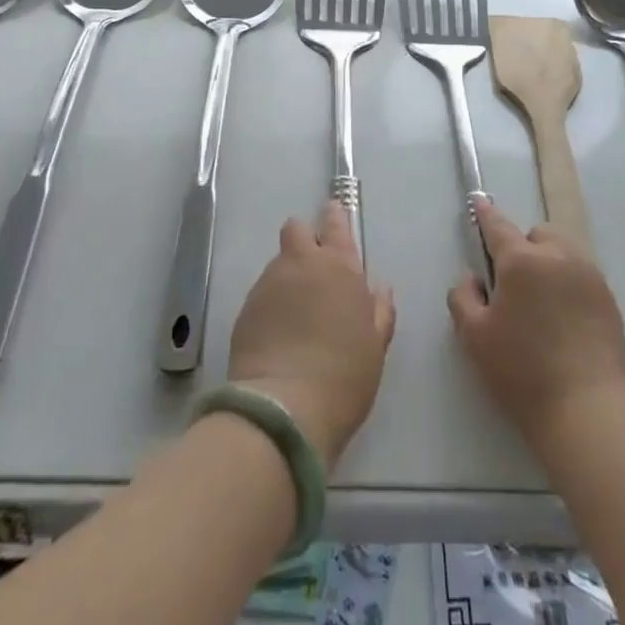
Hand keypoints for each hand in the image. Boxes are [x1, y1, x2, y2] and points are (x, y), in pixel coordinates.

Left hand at [227, 204, 396, 468]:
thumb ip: (379, 312)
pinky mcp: (245, 308)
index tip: (333, 216)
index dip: (334, 218)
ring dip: (288, 276)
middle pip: (297, 229)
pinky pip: (262, 293)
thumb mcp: (376, 347)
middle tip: (314, 268)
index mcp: (340, 267)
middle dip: (304, 239)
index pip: (336, 224)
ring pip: (278, 263)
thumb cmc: (344, 376)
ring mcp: (269, 283)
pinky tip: (278, 334)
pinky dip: (271, 304)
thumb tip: (379, 289)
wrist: (284, 408)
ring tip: (296, 313)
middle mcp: (302, 264)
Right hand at [448, 202, 624, 451]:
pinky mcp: (609, 299)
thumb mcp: (474, 336)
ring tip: (542, 303)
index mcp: (521, 261)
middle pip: (537, 234)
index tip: (479, 201)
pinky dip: (569, 283)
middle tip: (514, 287)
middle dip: (524, 248)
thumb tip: (473, 277)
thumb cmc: (521, 371)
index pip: (498, 226)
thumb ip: (463, 296)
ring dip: (549, 262)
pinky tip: (564, 320)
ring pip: (564, 251)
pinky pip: (582, 275)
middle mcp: (558, 257)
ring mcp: (589, 275)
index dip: (485, 214)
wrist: (586, 409)